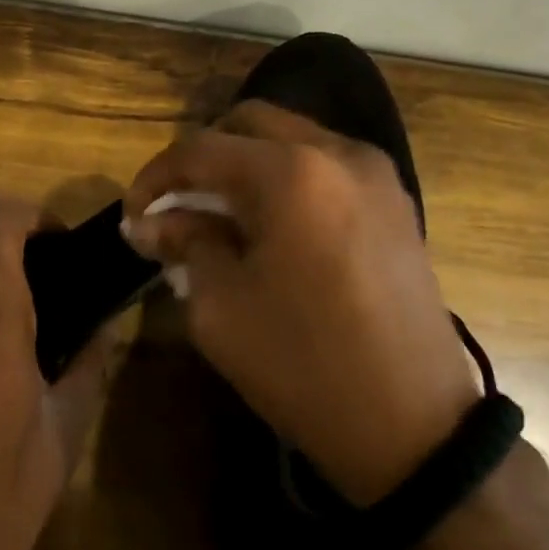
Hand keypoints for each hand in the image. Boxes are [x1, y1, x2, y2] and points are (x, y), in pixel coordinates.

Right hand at [123, 101, 478, 505]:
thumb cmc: (303, 365)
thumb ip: (186, 244)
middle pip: (249, 122)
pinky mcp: (395, 201)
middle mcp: (337, 152)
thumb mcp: (221, 307)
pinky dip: (287, 178)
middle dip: (203, 157)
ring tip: (221, 216)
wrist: (415, 427)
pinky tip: (271, 225)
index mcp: (289, 173)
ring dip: (246, 164)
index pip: (200, 149)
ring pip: (291, 138)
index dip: (155, 177)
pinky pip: (326, 164)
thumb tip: (152, 222)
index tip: (134, 214)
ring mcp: (375, 173)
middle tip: (178, 204)